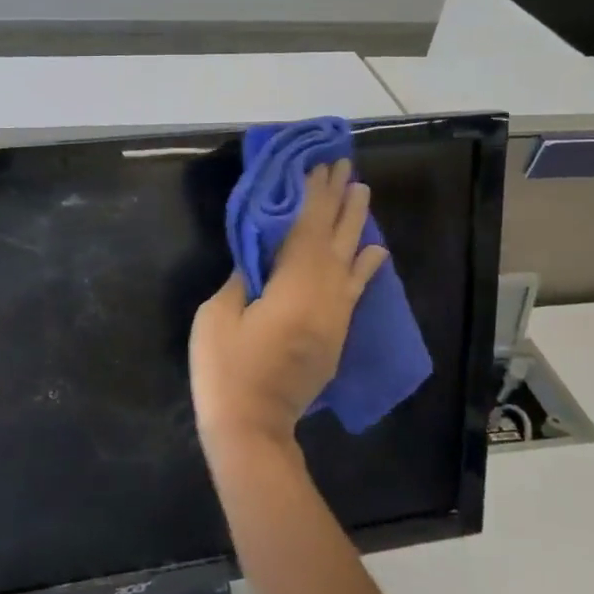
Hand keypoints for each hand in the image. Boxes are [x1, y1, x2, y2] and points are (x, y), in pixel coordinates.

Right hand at [189, 160, 387, 458]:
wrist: (253, 427)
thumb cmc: (226, 369)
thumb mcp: (218, 315)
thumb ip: (243, 278)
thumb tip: (260, 257)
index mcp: (293, 286)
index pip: (307, 228)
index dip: (312, 195)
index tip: (317, 166)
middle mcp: (324, 295)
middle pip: (334, 238)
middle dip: (338, 200)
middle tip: (345, 167)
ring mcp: (335, 316)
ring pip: (350, 260)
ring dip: (356, 225)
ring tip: (361, 193)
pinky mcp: (336, 335)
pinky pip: (355, 290)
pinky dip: (366, 267)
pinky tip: (375, 251)